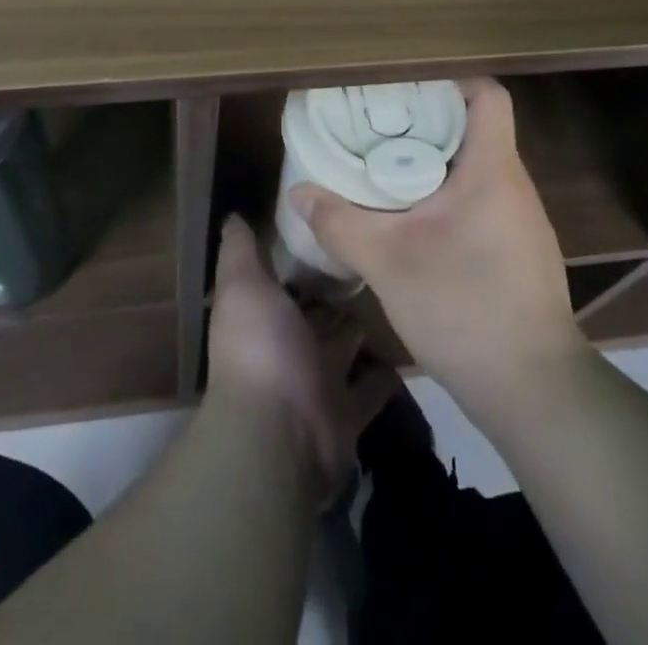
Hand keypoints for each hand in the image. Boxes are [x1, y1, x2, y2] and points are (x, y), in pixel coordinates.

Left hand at [206, 215, 398, 505]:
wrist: (280, 432)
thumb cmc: (260, 347)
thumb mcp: (243, 286)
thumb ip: (239, 251)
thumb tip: (232, 215)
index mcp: (264, 316)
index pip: (287, 279)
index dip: (304, 256)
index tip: (335, 222)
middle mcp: (290, 347)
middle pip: (320, 312)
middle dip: (341, 289)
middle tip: (378, 253)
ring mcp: (320, 381)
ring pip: (347, 346)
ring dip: (366, 326)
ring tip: (400, 288)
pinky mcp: (350, 411)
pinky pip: (374, 387)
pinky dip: (389, 372)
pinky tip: (415, 341)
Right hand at [288, 77, 586, 417]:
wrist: (533, 392)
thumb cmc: (464, 308)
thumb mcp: (388, 263)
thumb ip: (340, 222)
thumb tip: (299, 192)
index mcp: (492, 169)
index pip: (488, 96)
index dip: (450, 81)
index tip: (405, 89)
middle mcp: (513, 185)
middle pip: (475, 128)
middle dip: (426, 122)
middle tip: (377, 128)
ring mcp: (521, 220)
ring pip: (476, 168)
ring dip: (434, 162)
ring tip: (386, 168)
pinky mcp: (519, 251)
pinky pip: (481, 200)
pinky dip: (447, 196)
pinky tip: (414, 221)